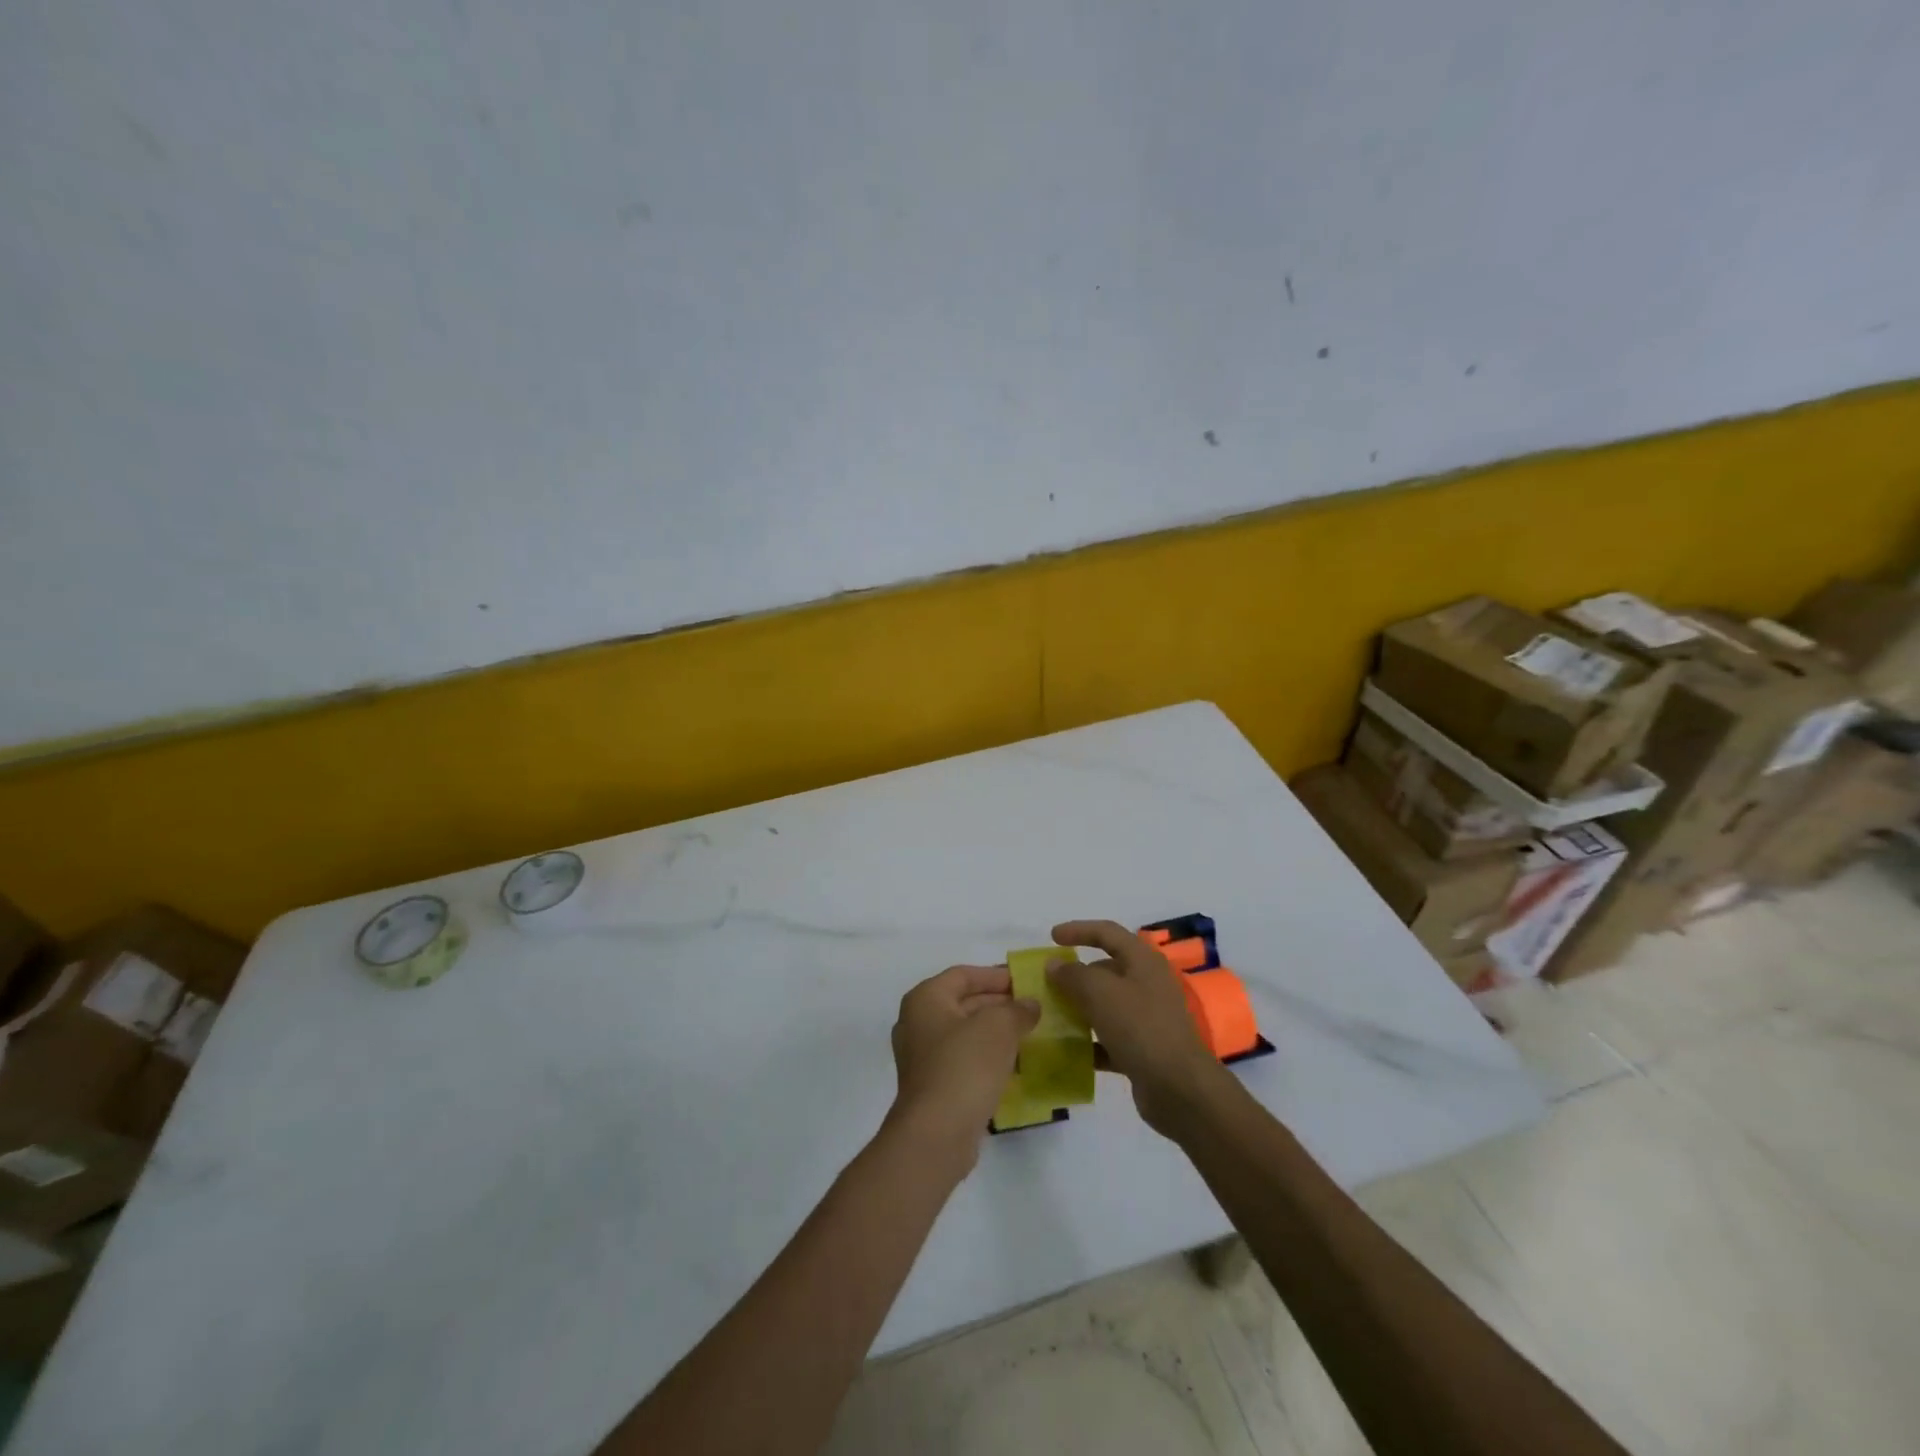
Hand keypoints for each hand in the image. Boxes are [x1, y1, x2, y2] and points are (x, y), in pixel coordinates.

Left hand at [887, 965, 1039, 1171]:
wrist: (937, 1134)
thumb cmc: (964, 1066)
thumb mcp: (998, 1028)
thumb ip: (1017, 1010)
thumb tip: (1030, 1005)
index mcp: (925, 999)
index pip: (964, 975)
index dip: (995, 975)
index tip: (1026, 982)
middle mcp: (917, 1023)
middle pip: (963, 1002)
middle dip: (999, 1004)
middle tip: (1033, 1008)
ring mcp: (922, 1057)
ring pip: (965, 1034)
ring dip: (996, 1032)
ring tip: (1030, 1034)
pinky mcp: (933, 1086)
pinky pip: (964, 1060)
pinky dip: (988, 1057)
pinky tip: (1015, 1065)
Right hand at [1047, 920, 1226, 1133]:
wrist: (1180, 1089)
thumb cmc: (1140, 1028)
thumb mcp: (1101, 993)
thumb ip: (1073, 975)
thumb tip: (1055, 965)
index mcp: (1143, 962)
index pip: (1108, 933)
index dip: (1079, 930)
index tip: (1052, 938)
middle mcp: (1147, 985)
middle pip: (1106, 970)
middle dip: (1076, 974)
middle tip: (1047, 984)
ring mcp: (1147, 1019)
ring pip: (1106, 1005)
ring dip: (1080, 1008)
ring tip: (1051, 1015)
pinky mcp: (1143, 1050)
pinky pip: (1110, 1038)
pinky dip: (1090, 1042)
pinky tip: (1069, 1051)